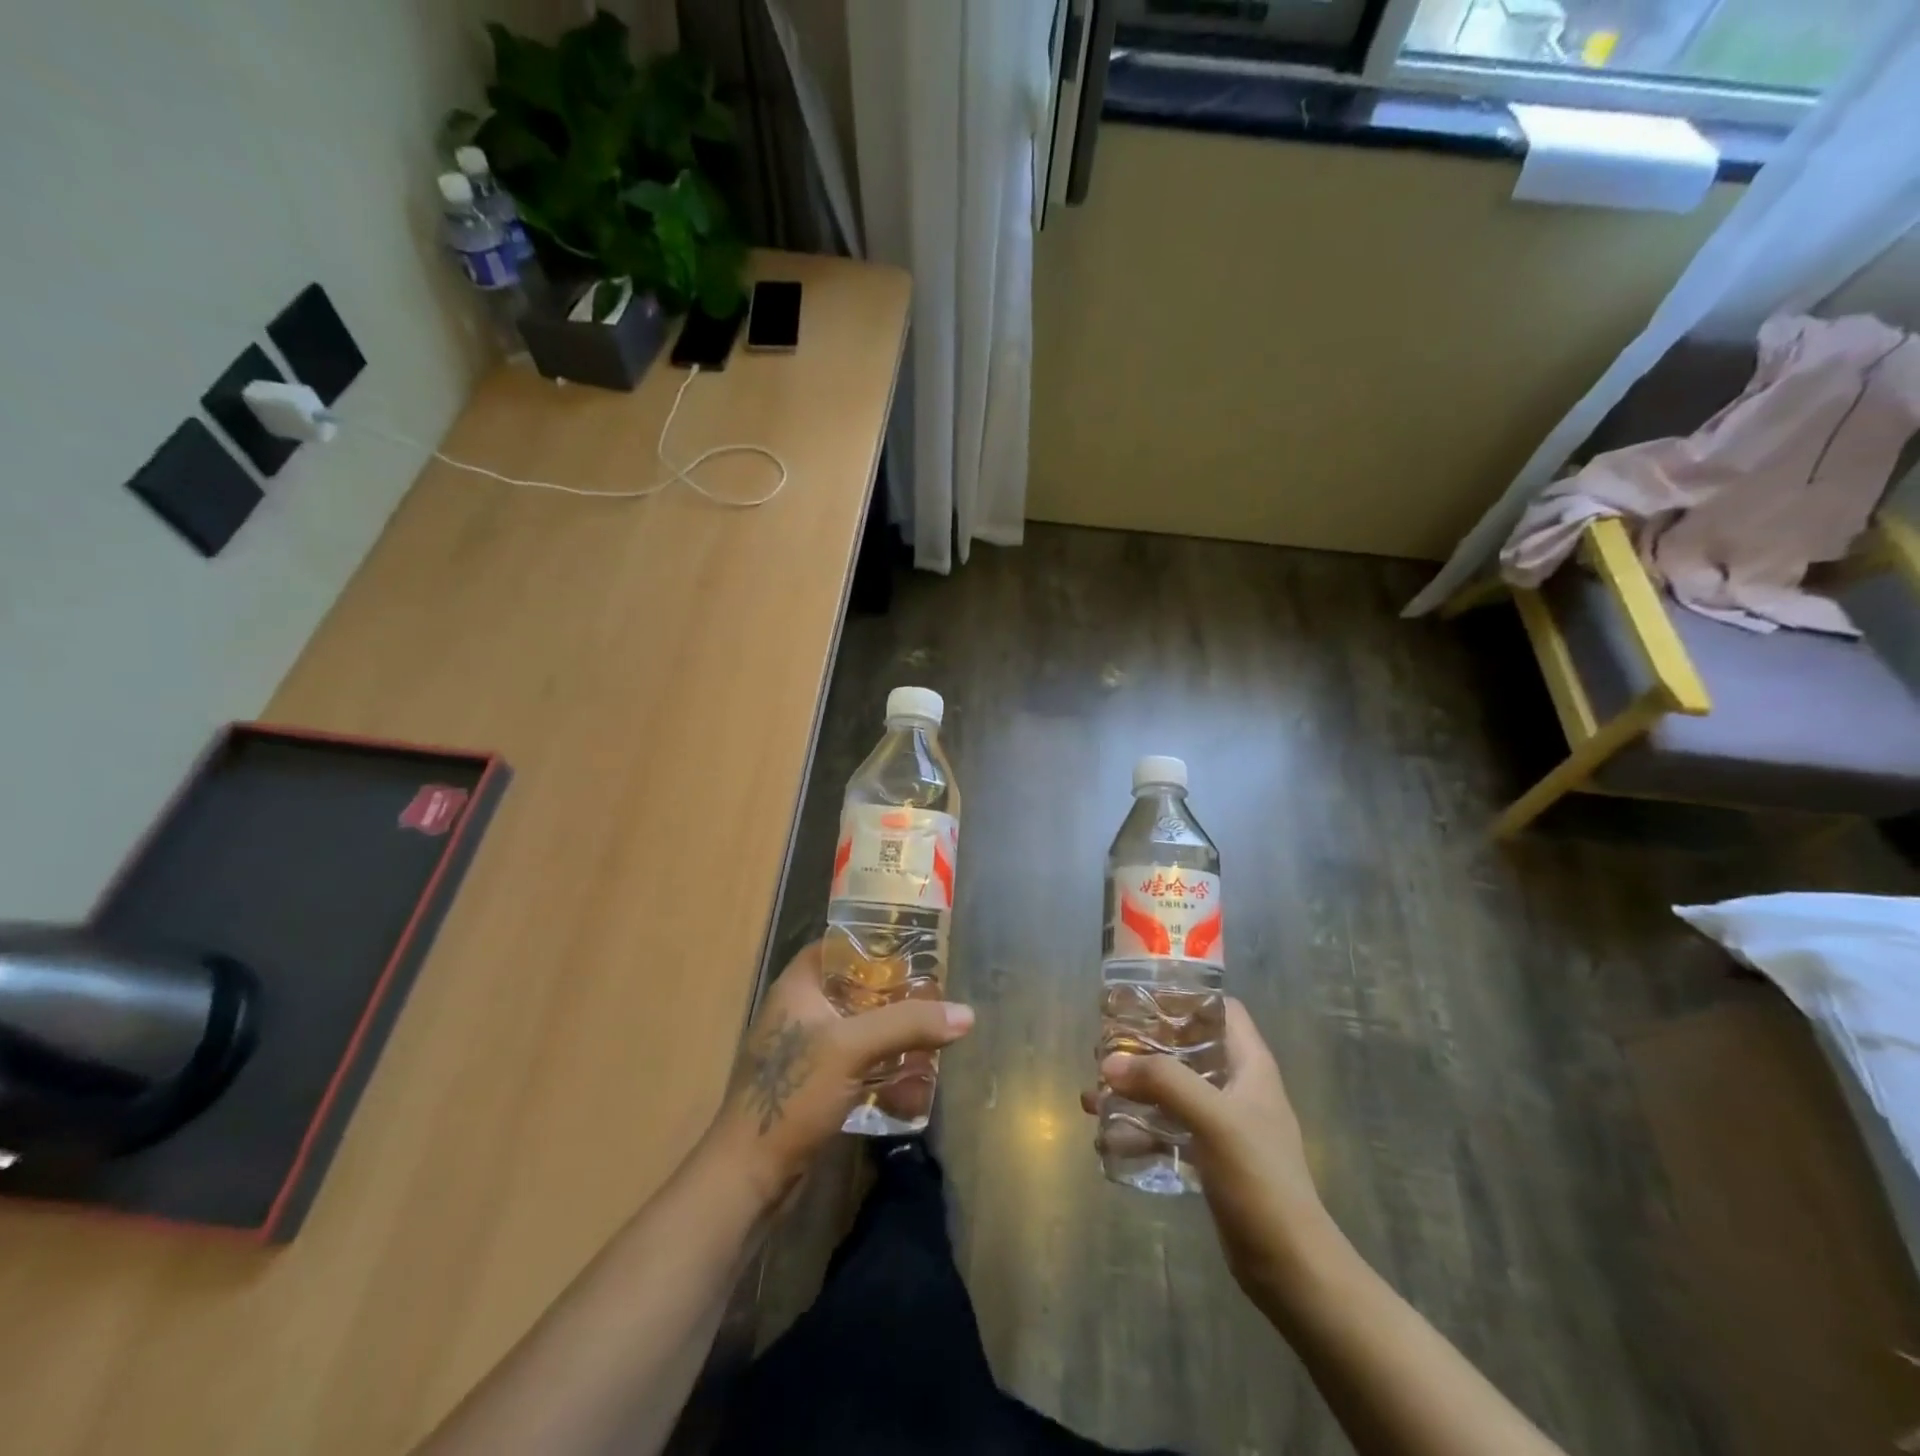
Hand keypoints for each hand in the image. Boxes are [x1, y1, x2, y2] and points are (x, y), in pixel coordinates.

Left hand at [707, 942, 974, 1207]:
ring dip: (892, 1034)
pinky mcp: (813, 1088)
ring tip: (932, 1037)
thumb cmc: (793, 1093)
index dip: (874, 944)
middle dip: (894, 995)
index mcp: (797, 988)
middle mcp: (799, 1012)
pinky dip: (882, 1068)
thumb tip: (966, 1014)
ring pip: (858, 1029)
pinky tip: (913, 1082)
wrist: (748, 1175)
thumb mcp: (852, 1048)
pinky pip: (856, 1065)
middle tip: (934, 997)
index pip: (838, 947)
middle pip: (854, 989)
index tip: (915, 951)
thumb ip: (907, 1025)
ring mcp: (805, 1052)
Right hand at [1082, 999, 1337, 1304]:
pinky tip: (1107, 1139)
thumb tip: (1109, 1063)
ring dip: (1134, 1091)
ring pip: (1171, 1090)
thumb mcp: (1213, 1119)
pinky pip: (1168, 1129)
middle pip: (1186, 1048)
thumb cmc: (1259, 1178)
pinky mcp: (1210, 1157)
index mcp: (1249, 1064)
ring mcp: (1223, 1124)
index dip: (1184, 997)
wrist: (1290, 1267)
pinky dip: (1139, 1130)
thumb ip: (1163, 1082)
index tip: (1140, 1000)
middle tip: (1104, 1049)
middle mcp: (1236, 1086)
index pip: (1220, 1009)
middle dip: (1143, 1048)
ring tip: (1092, 1096)